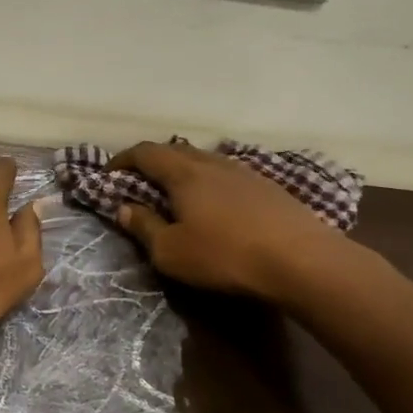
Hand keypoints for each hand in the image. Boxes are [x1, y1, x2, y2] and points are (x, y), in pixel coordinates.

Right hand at [107, 140, 348, 302]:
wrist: (303, 261)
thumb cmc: (226, 256)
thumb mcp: (171, 252)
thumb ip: (143, 227)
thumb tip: (124, 208)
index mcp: (184, 174)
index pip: (145, 152)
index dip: (123, 159)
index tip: (109, 173)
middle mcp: (213, 163)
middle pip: (176, 151)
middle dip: (152, 162)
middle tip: (139, 182)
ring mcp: (244, 172)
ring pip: (204, 161)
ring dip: (183, 171)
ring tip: (175, 193)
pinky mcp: (268, 187)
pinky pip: (227, 175)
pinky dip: (209, 182)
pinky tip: (215, 204)